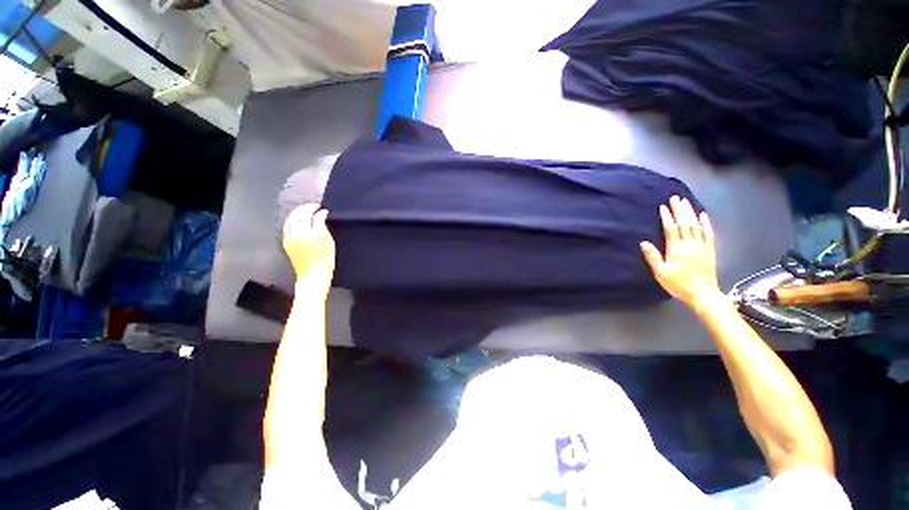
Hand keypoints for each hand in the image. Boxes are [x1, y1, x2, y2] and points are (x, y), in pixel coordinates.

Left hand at [283, 204, 335, 291]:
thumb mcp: (330, 244)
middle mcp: (303, 235)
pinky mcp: (287, 241)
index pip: (317, 218)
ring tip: (305, 210)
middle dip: (308, 208)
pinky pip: (287, 226)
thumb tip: (322, 217)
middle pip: (303, 215)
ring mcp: (293, 238)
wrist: (313, 274)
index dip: (321, 212)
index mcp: (316, 236)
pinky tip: (296, 219)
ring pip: (292, 219)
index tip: (324, 210)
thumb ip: (325, 229)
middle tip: (314, 207)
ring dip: (298, 212)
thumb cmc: (326, 260)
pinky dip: (291, 219)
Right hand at [640, 196, 720, 309]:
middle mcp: (690, 244)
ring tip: (685, 202)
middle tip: (675, 198)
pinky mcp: (710, 250)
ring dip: (690, 212)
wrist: (703, 294)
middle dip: (679, 210)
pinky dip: (706, 223)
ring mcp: (702, 246)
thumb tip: (643, 242)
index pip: (671, 229)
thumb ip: (653, 257)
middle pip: (685, 223)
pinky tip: (703, 215)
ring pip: (696, 225)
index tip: (663, 207)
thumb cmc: (678, 284)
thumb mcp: (661, 273)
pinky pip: (709, 233)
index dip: (667, 217)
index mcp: (676, 249)